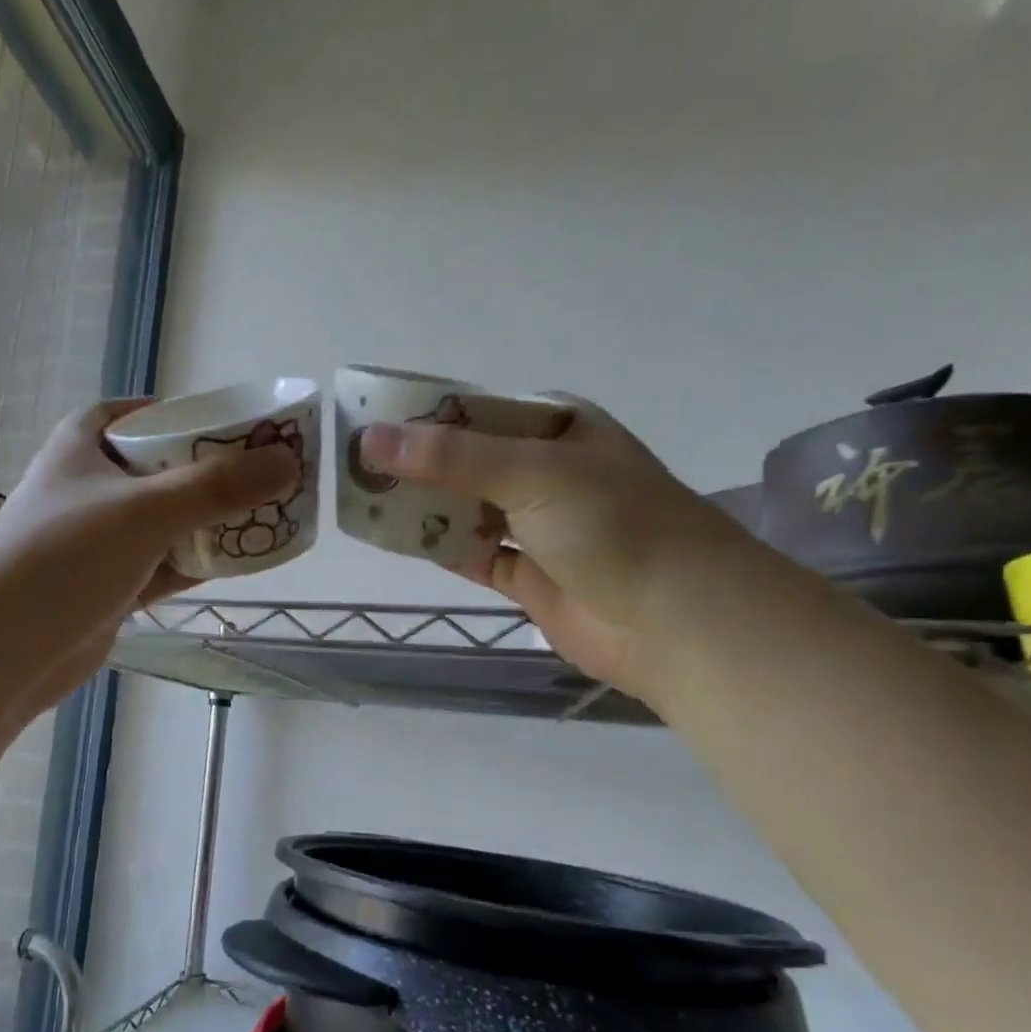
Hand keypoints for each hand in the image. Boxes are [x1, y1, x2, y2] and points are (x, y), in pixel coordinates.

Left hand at [0, 400, 297, 715]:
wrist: (1, 652)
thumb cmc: (63, 558)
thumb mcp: (144, 511)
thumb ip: (218, 486)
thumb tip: (288, 463)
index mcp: (87, 443)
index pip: (149, 413)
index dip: (196, 415)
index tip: (246, 427)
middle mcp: (94, 484)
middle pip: (168, 467)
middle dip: (218, 472)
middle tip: (274, 475)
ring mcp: (102, 538)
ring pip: (171, 519)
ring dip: (214, 520)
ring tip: (272, 516)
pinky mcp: (112, 584)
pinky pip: (167, 563)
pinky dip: (201, 561)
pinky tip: (244, 561)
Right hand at [358, 400, 743, 698]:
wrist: (675, 620)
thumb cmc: (613, 524)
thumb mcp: (531, 472)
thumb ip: (450, 456)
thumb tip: (369, 440)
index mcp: (558, 427)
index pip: (477, 411)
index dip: (424, 416)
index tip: (369, 424)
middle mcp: (547, 472)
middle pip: (467, 462)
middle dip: (417, 466)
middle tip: (355, 470)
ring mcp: (538, 526)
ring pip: (466, 510)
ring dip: (424, 509)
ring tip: (364, 503)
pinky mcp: (529, 576)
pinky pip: (473, 555)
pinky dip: (440, 549)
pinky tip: (397, 543)